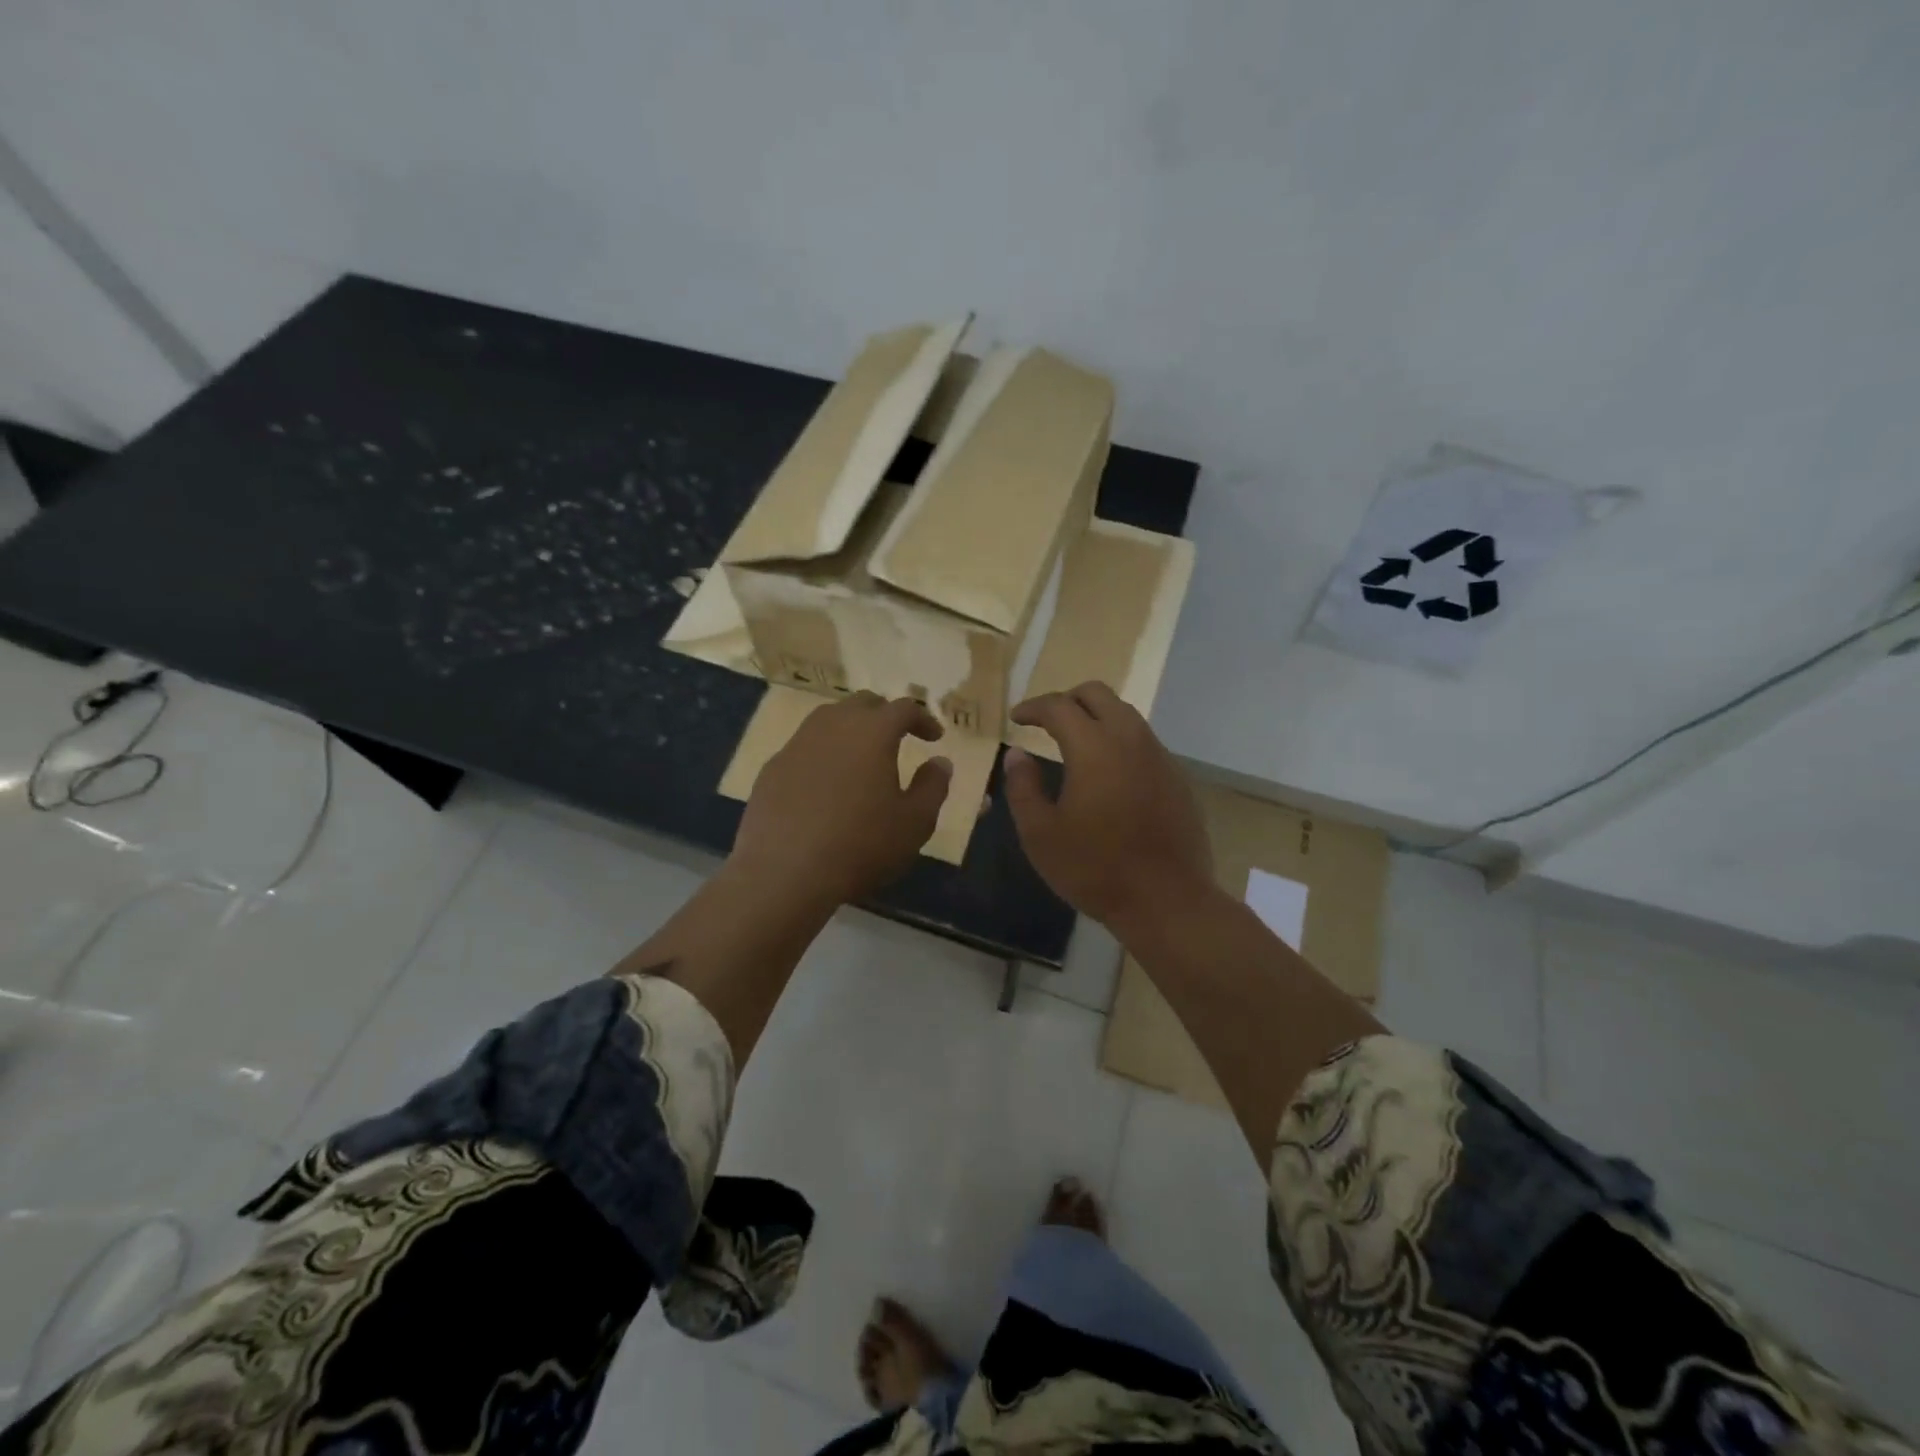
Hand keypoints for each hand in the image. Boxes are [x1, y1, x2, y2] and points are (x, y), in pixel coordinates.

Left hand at [732, 692, 952, 905]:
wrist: (785, 873)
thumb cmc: (861, 845)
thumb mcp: (914, 822)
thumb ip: (932, 786)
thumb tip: (940, 762)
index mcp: (872, 732)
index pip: (903, 709)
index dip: (922, 719)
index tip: (934, 738)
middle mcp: (832, 726)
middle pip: (862, 704)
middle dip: (884, 716)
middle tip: (897, 738)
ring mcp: (796, 745)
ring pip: (827, 720)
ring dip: (850, 730)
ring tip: (860, 758)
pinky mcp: (771, 768)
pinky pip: (803, 748)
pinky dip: (822, 755)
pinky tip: (824, 786)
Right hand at [1003, 682, 1213, 929]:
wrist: (1166, 899)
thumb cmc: (1094, 868)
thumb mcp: (1040, 833)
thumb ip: (1023, 787)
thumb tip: (1017, 755)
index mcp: (1093, 747)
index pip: (1058, 706)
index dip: (1032, 707)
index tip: (1016, 719)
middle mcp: (1130, 739)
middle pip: (1098, 694)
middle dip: (1067, 700)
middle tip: (1046, 722)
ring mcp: (1159, 756)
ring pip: (1125, 715)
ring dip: (1096, 718)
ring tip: (1075, 743)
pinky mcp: (1177, 777)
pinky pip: (1143, 742)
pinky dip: (1119, 742)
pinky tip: (1108, 774)